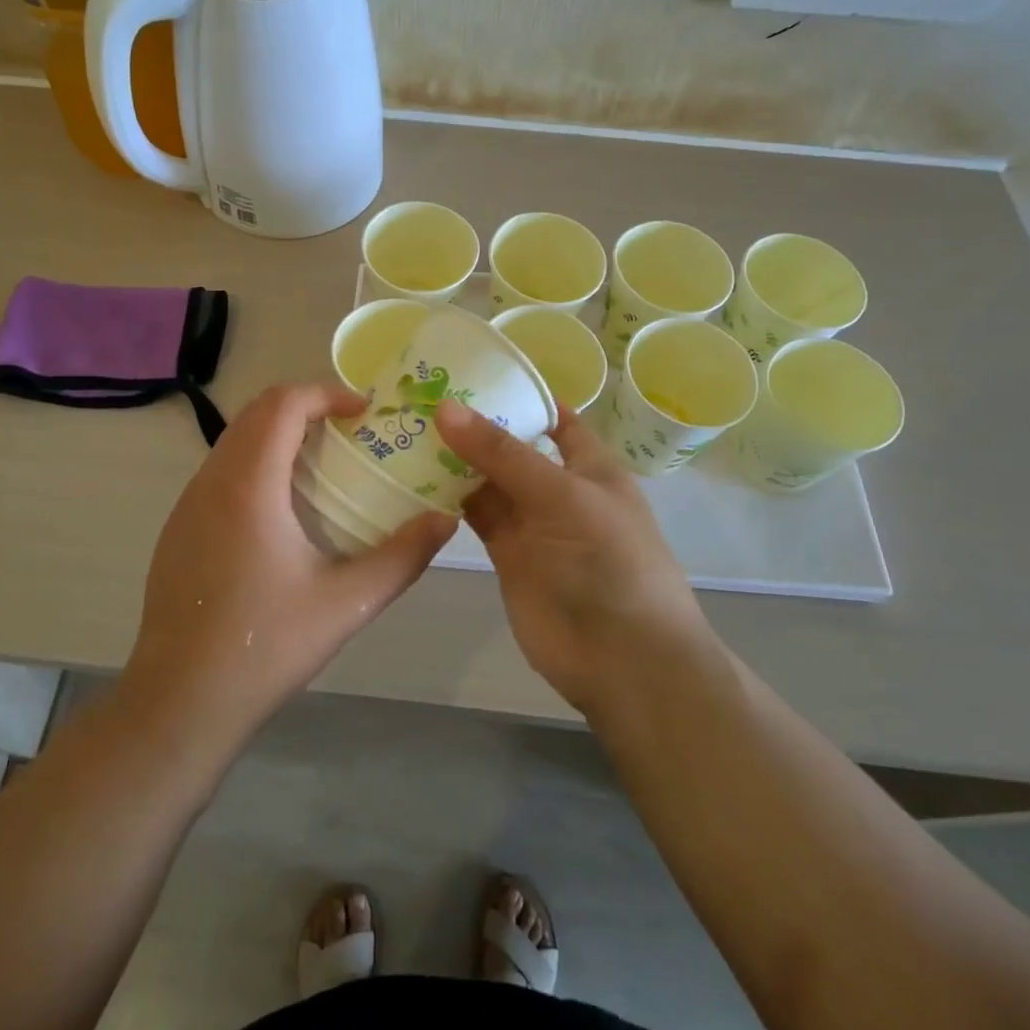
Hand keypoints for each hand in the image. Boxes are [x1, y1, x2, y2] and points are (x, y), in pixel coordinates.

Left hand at [121, 382, 455, 750]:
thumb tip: (445, 521)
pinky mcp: (178, 528)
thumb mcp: (346, 604)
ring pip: (234, 439)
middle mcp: (211, 481)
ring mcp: (187, 505)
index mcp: (249, 486)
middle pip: (256, 412)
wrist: (179, 703)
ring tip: (324, 463)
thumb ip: (402, 557)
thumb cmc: (264, 647)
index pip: (283, 404)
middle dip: (306, 406)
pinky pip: (220, 470)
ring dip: (279, 433)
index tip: (364, 412)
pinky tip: (282, 509)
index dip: (326, 393)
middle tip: (350, 431)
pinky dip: (256, 461)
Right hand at [434, 399, 709, 713]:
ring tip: (407, 426)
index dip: (520, 394)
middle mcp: (558, 487)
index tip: (471, 371)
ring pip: (488, 480)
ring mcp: (531, 522)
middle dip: (475, 424)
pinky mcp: (507, 554)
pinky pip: (475, 515)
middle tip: (419, 394)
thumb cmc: (609, 560)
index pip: (554, 417)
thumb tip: (446, 407)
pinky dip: (448, 498)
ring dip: (455, 459)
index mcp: (588, 465)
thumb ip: (502, 454)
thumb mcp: (562, 495)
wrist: (622, 658)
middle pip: (512, 446)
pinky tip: (413, 476)